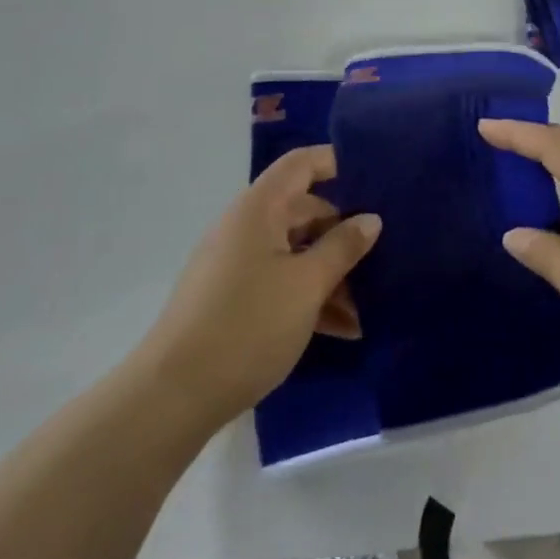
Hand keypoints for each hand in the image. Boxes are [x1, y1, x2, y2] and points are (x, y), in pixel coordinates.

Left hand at [142, 147, 380, 435]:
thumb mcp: (307, 285)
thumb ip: (343, 247)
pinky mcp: (233, 300)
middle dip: (344, 233)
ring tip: (370, 305)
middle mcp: (246, 227)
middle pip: (304, 211)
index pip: (301, 164)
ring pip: (296, 252)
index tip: (376, 177)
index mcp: (259, 209)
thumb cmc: (247, 325)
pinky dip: (310, 297)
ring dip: (332, 273)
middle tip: (386, 254)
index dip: (336, 161)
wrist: (173, 397)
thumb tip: (371, 219)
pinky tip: (344, 329)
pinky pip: (281, 282)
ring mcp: (237, 264)